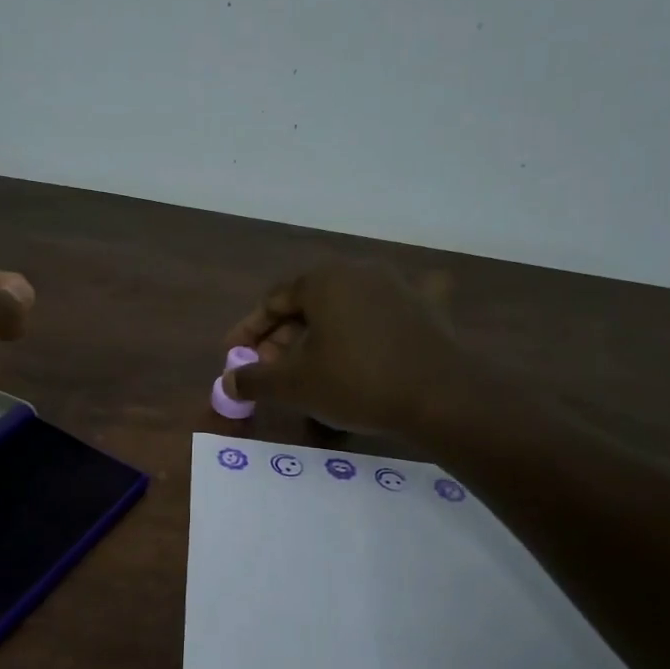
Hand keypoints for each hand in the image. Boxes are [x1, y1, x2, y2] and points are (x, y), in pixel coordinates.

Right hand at [224, 263, 466, 437]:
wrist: (440, 397)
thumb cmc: (356, 382)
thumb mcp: (294, 385)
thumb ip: (255, 380)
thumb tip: (228, 382)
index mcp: (323, 279)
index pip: (273, 300)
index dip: (249, 330)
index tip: (234, 355)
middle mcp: (359, 271)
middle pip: (308, 302)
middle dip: (282, 336)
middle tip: (268, 368)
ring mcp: (398, 286)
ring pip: (345, 306)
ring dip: (321, 332)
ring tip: (309, 363)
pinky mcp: (428, 308)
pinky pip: (392, 308)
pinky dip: (377, 319)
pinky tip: (378, 328)